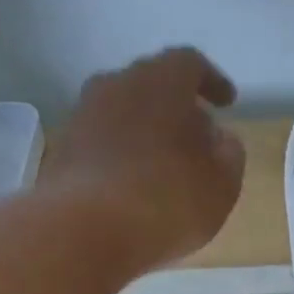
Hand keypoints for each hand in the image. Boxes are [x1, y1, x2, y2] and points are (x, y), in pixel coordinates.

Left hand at [42, 47, 244, 265]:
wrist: (85, 230)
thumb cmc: (168, 200)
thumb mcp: (222, 185)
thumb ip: (229, 155)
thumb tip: (221, 138)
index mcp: (161, 82)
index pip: (190, 63)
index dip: (212, 81)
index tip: (227, 103)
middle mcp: (117, 86)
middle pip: (152, 85)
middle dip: (178, 107)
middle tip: (198, 137)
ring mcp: (84, 116)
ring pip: (124, 112)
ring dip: (147, 132)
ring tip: (167, 166)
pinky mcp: (64, 150)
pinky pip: (104, 142)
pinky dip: (124, 155)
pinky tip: (136, 187)